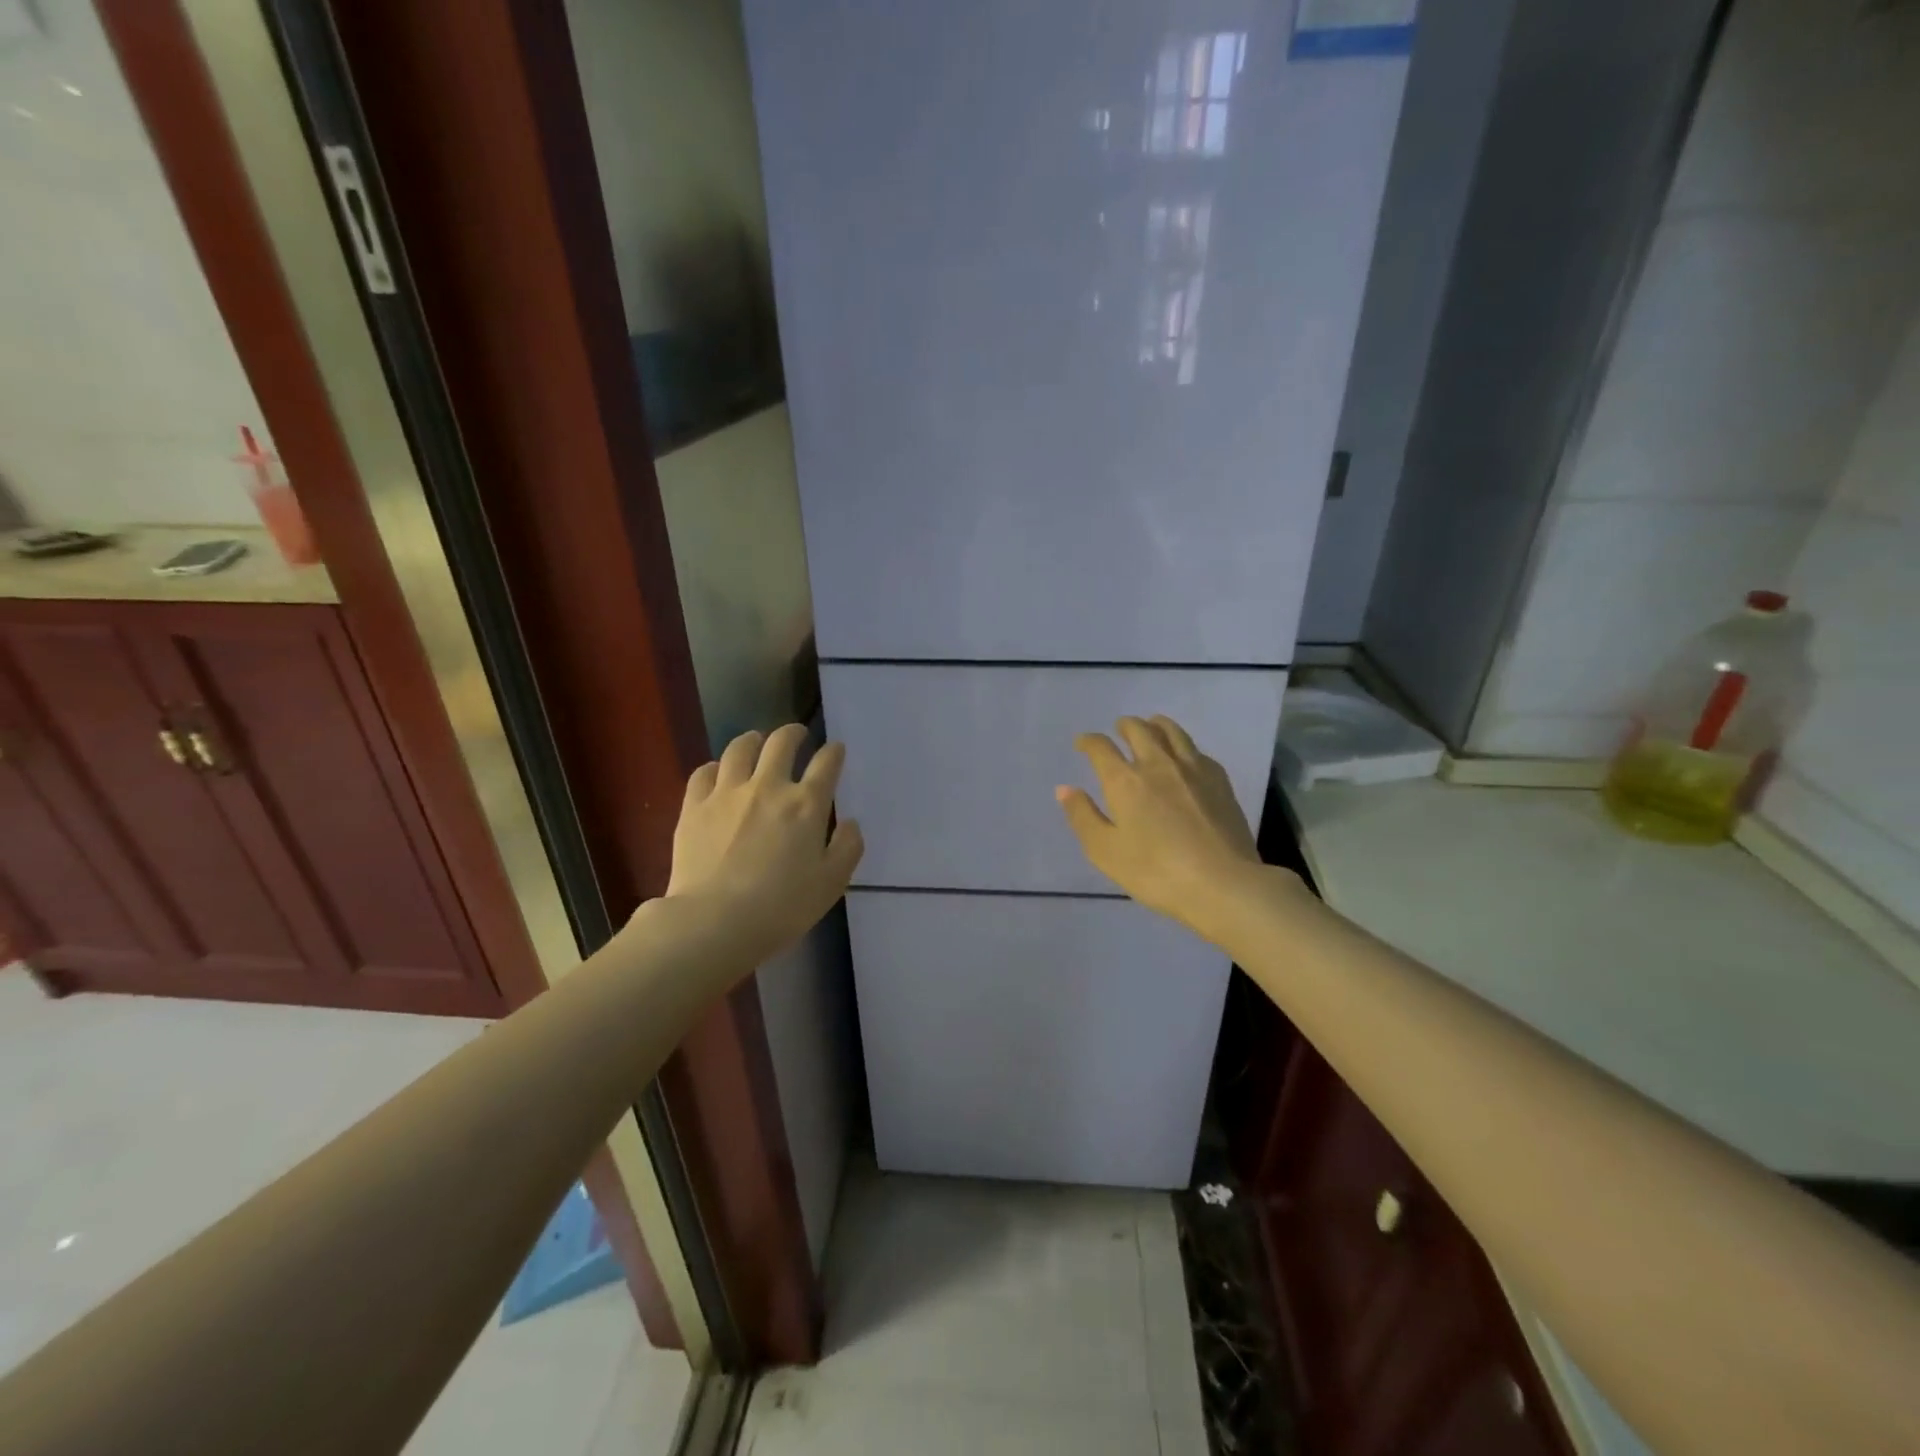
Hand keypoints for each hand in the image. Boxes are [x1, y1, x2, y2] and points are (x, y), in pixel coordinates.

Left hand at [665, 724, 863, 963]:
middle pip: (782, 742)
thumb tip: (850, 823)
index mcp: (806, 804)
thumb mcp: (831, 883)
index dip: (833, 752)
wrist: (715, 921)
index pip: (826, 763)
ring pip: (740, 747)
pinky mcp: (694, 805)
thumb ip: (847, 848)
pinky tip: (718, 773)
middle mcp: (768, 786)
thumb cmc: (781, 907)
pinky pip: (704, 772)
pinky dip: (715, 766)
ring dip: (753, 740)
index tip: (835, 750)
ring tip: (756, 743)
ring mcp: (727, 792)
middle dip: (793, 733)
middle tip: (797, 736)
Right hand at [1057, 716, 1272, 944]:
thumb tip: (1065, 788)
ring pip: (1172, 731)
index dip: (1088, 742)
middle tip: (1118, 729)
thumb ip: (1083, 817)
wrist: (1224, 884)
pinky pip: (1196, 750)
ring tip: (1151, 726)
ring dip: (1155, 724)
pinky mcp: (1220, 780)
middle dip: (1124, 726)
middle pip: (1138, 730)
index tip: (1082, 743)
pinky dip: (1182, 745)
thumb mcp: (1106, 852)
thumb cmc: (1156, 872)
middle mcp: (1157, 764)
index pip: (1101, 748)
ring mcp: (1193, 769)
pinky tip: (1185, 756)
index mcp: (1124, 781)